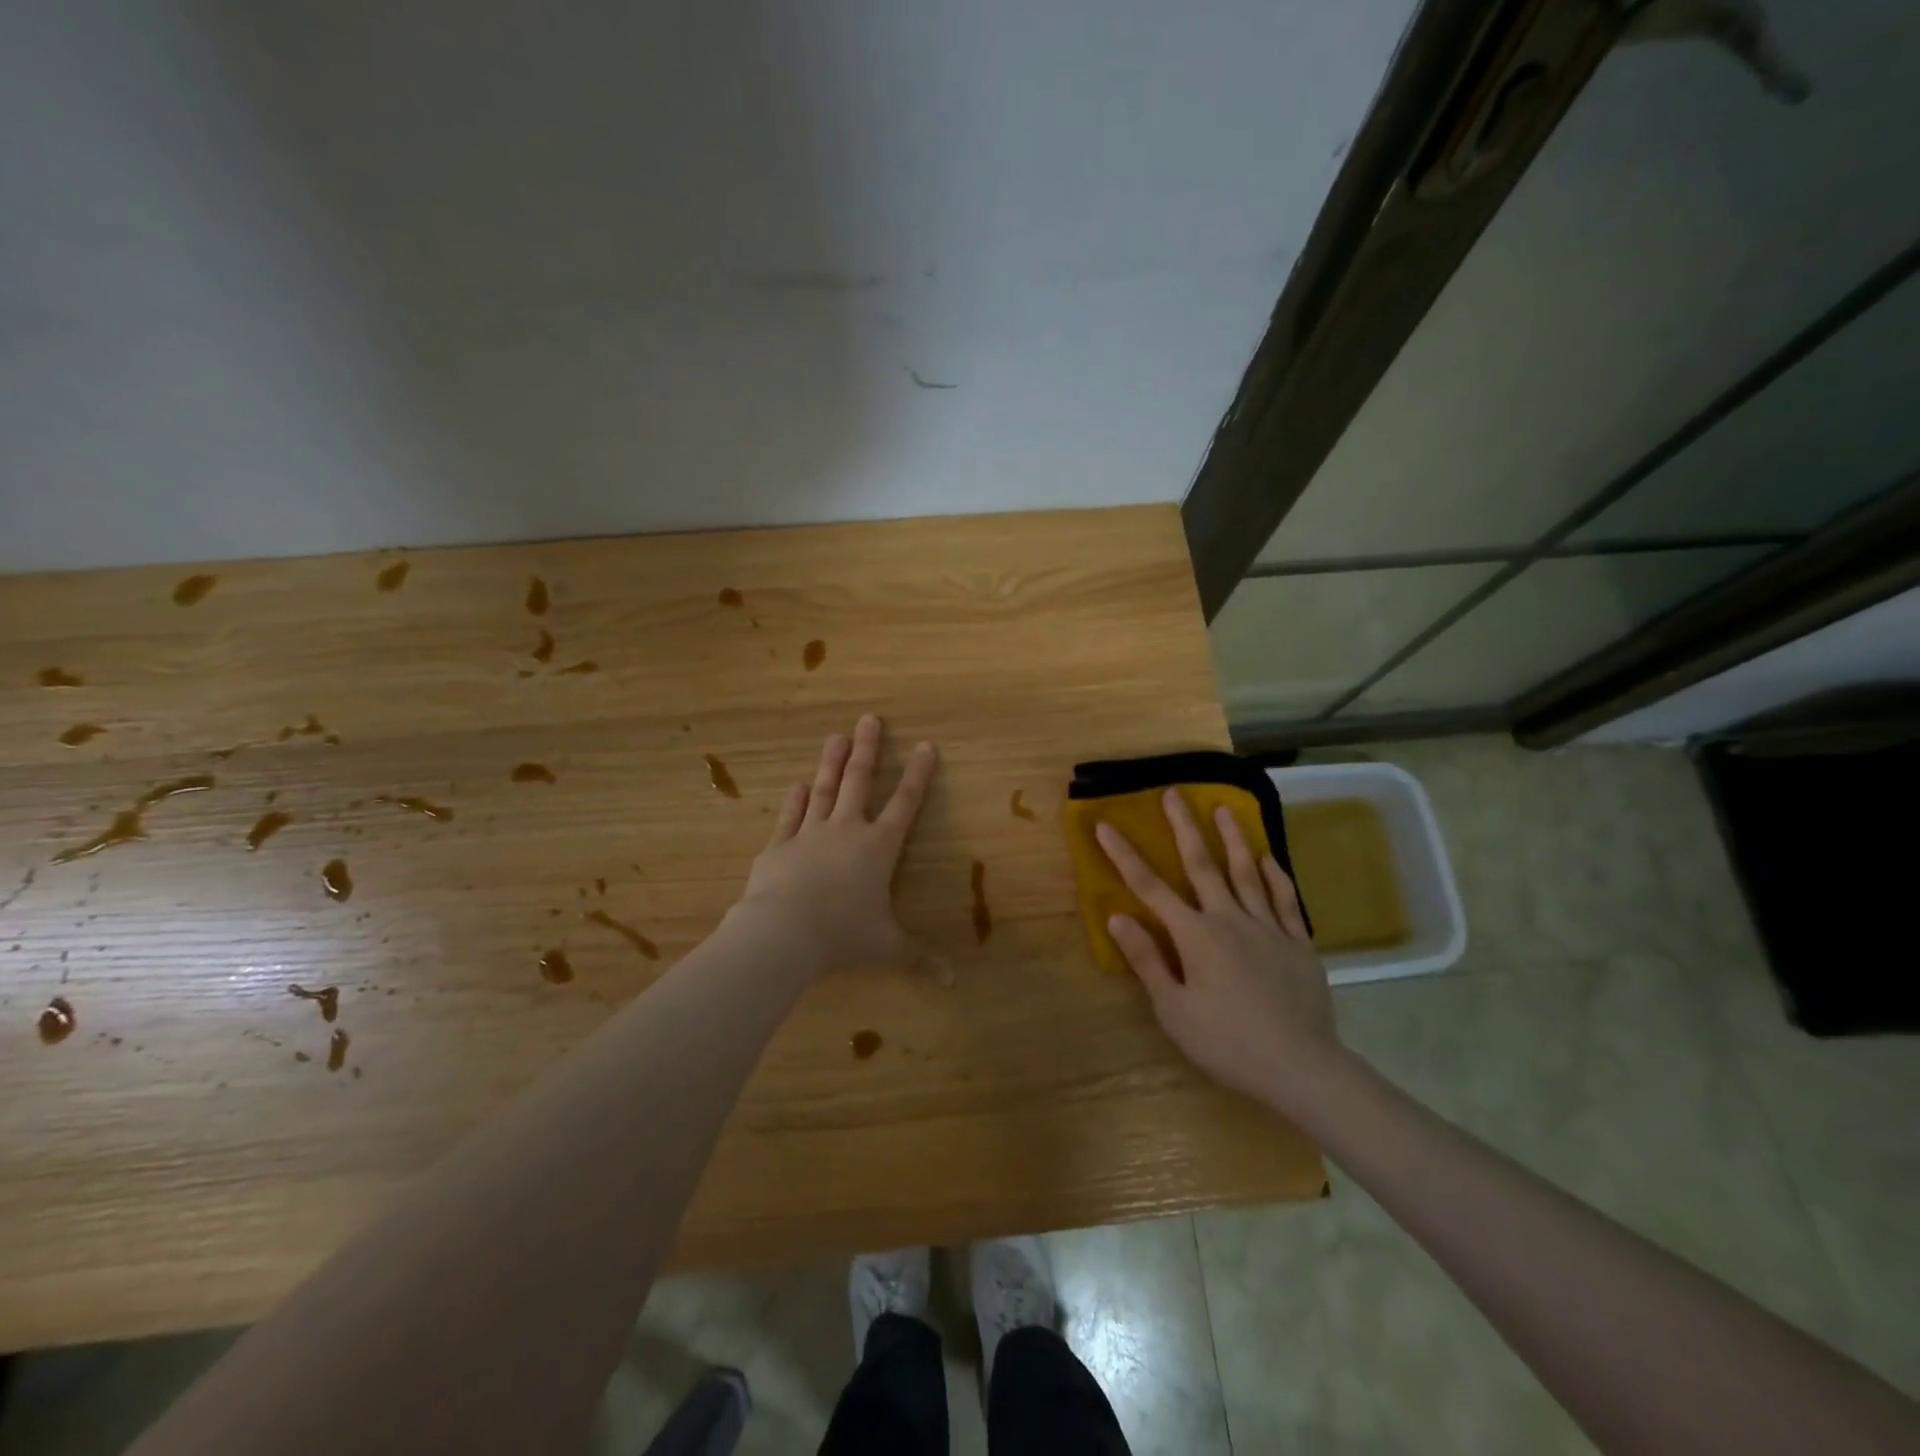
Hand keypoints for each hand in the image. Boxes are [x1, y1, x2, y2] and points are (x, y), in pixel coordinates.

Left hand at [734, 715, 938, 976]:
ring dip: (831, 763)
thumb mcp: (887, 949)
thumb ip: (919, 959)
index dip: (917, 775)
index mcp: (879, 848)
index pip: (905, 804)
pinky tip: (798, 784)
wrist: (783, 933)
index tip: (925, 745)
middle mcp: (847, 831)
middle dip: (867, 750)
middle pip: (859, 782)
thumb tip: (953, 981)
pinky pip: (790, 817)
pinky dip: (796, 800)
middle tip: (869, 719)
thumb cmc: (844, 936)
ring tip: (835, 736)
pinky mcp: (779, 846)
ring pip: (824, 790)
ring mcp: (810, 834)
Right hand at [1095, 790, 1341, 1114]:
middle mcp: (1229, 919)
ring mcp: (1268, 927)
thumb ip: (1147, 960)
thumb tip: (1118, 917)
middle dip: (1184, 827)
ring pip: (1246, 872)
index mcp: (1195, 936)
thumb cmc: (1227, 1042)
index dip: (1124, 855)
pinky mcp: (1298, 942)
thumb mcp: (1174, 1010)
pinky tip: (1268, 857)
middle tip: (1174, 792)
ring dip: (1233, 838)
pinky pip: (1285, 899)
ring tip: (1224, 808)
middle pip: (1202, 864)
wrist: (1301, 1067)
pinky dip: (1274, 875)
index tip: (1105, 825)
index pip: (1150, 888)